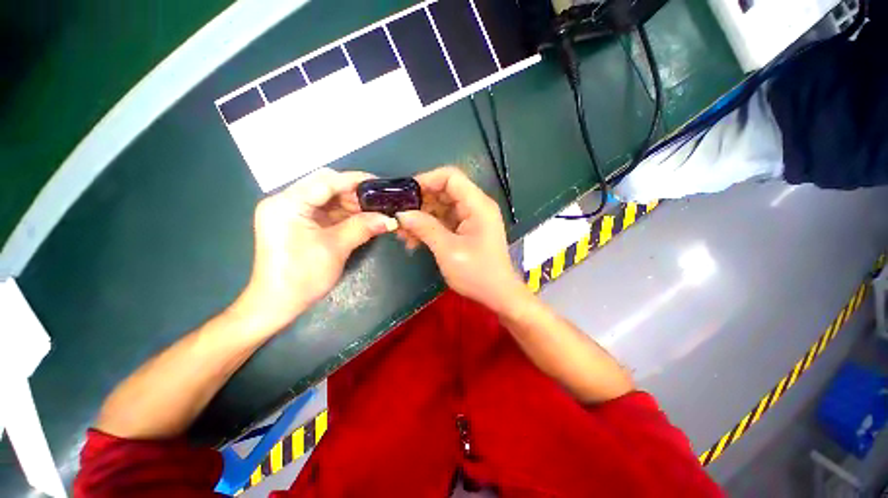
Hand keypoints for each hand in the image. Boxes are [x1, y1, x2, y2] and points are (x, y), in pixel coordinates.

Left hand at [233, 168, 397, 334]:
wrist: (276, 304)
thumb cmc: (302, 277)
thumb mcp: (336, 248)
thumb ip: (363, 227)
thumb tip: (390, 219)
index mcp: (287, 203)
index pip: (326, 181)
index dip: (356, 180)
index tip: (380, 184)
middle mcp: (285, 201)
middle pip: (325, 186)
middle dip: (355, 193)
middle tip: (379, 203)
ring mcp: (290, 212)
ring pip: (327, 198)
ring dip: (351, 204)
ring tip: (375, 212)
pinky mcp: (296, 223)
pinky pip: (324, 211)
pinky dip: (343, 214)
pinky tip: (361, 218)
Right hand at [395, 166, 527, 314]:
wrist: (498, 295)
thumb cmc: (477, 273)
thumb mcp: (448, 250)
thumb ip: (425, 228)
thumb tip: (402, 214)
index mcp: (477, 205)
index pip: (451, 177)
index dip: (427, 180)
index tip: (405, 193)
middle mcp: (476, 206)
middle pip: (444, 192)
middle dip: (420, 203)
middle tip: (400, 217)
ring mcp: (471, 219)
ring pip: (442, 208)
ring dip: (422, 218)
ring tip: (404, 234)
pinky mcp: (467, 230)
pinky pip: (445, 221)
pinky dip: (430, 228)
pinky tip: (415, 241)